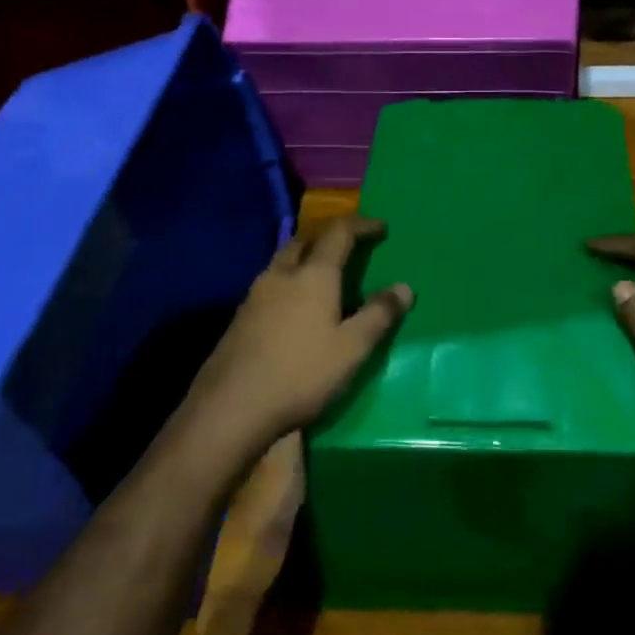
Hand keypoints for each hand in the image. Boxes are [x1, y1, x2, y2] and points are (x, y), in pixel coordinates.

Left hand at [182, 217, 412, 457]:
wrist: (229, 408)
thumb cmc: (300, 373)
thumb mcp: (352, 348)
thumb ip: (379, 315)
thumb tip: (404, 287)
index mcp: (314, 274)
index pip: (339, 232)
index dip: (362, 225)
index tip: (381, 228)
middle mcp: (282, 274)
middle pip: (305, 239)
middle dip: (329, 237)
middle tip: (349, 246)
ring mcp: (256, 295)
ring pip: (283, 260)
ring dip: (306, 257)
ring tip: (323, 274)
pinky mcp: (240, 318)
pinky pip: (271, 284)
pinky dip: (290, 281)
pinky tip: (295, 307)